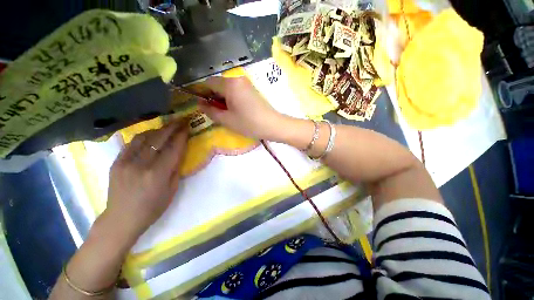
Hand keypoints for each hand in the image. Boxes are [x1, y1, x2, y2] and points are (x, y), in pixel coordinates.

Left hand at [104, 121, 188, 241]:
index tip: (188, 126)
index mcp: (157, 174)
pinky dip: (144, 136)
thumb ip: (176, 169)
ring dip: (158, 129)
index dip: (181, 136)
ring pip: (144, 138)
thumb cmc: (152, 208)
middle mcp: (141, 165)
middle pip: (159, 140)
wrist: (121, 218)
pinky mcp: (116, 162)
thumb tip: (180, 152)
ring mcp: (125, 162)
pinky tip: (151, 135)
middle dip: (172, 127)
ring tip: (167, 126)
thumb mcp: (172, 190)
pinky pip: (131, 143)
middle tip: (181, 120)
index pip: (173, 149)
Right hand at [199, 76, 286, 139]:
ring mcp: (246, 84)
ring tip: (227, 113)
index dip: (202, 93)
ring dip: (223, 99)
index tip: (202, 105)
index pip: (208, 83)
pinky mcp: (252, 89)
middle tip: (216, 112)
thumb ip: (210, 111)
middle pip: (218, 84)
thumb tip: (200, 104)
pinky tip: (236, 110)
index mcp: (230, 84)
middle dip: (213, 97)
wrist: (273, 125)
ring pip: (227, 88)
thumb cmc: (249, 124)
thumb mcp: (227, 120)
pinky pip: (236, 91)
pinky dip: (231, 99)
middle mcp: (237, 79)